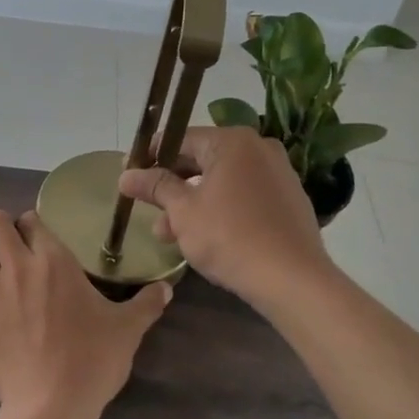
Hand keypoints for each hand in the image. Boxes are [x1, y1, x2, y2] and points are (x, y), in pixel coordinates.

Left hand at [0, 209, 169, 418]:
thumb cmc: (92, 361)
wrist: (51, 404)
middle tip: (5, 226)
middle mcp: (19, 267)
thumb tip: (167, 288)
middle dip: (0, 220)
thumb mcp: (128, 330)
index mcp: (55, 262)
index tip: (36, 228)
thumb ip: (147, 304)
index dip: (33, 221)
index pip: (36, 224)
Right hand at [116, 126, 332, 309]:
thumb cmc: (230, 237)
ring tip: (168, 237)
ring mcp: (278, 174)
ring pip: (222, 182)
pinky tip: (204, 238)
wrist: (293, 279)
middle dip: (172, 188)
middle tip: (147, 211)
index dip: (151, 159)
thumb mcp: (183, 211)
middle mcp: (259, 148)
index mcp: (233, 141)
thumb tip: (125, 175)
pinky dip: (221, 210)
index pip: (181, 140)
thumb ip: (155, 187)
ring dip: (193, 204)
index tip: (130, 177)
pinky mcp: (289, 200)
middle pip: (202, 161)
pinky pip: (244, 196)